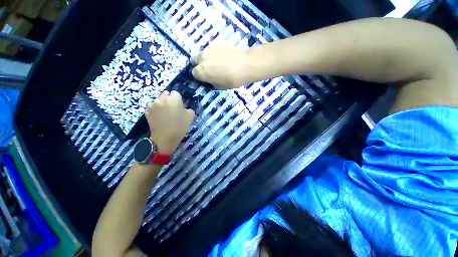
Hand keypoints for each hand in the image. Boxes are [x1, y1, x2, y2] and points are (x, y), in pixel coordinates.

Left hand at [145, 91, 194, 154]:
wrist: (165, 138)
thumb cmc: (180, 126)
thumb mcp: (190, 116)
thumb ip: (188, 108)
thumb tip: (184, 107)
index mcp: (174, 99)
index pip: (176, 93)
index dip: (178, 99)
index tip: (180, 106)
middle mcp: (162, 98)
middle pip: (166, 94)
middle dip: (169, 99)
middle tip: (172, 108)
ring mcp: (153, 104)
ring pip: (158, 100)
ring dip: (162, 103)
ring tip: (165, 113)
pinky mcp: (147, 111)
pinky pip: (153, 106)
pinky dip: (156, 109)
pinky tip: (159, 117)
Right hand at [191, 44, 248, 88]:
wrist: (244, 65)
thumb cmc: (231, 80)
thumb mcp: (219, 86)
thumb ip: (211, 83)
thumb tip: (209, 80)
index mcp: (201, 72)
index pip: (194, 73)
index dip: (199, 76)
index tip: (204, 77)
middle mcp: (201, 59)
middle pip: (194, 60)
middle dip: (198, 64)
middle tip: (207, 69)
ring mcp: (208, 49)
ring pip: (202, 53)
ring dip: (205, 58)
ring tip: (217, 62)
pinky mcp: (216, 43)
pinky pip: (211, 49)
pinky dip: (213, 53)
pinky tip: (223, 56)